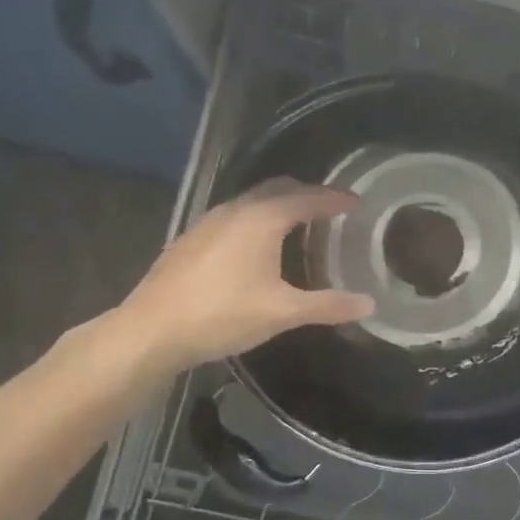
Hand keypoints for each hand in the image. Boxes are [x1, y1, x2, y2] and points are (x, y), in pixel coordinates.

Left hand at [113, 178, 374, 369]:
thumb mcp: (282, 312)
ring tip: (300, 226)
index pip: (307, 198)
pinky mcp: (192, 239)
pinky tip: (259, 248)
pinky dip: (258, 219)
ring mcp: (209, 222)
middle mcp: (236, 210)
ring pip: (253, 201)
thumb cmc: (222, 315)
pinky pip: (235, 216)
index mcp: (262, 219)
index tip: (356, 202)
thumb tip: (369, 304)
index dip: (334, 199)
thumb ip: (327, 305)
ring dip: (280, 205)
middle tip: (330, 210)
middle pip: (278, 189)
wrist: (151, 330)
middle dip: (307, 194)